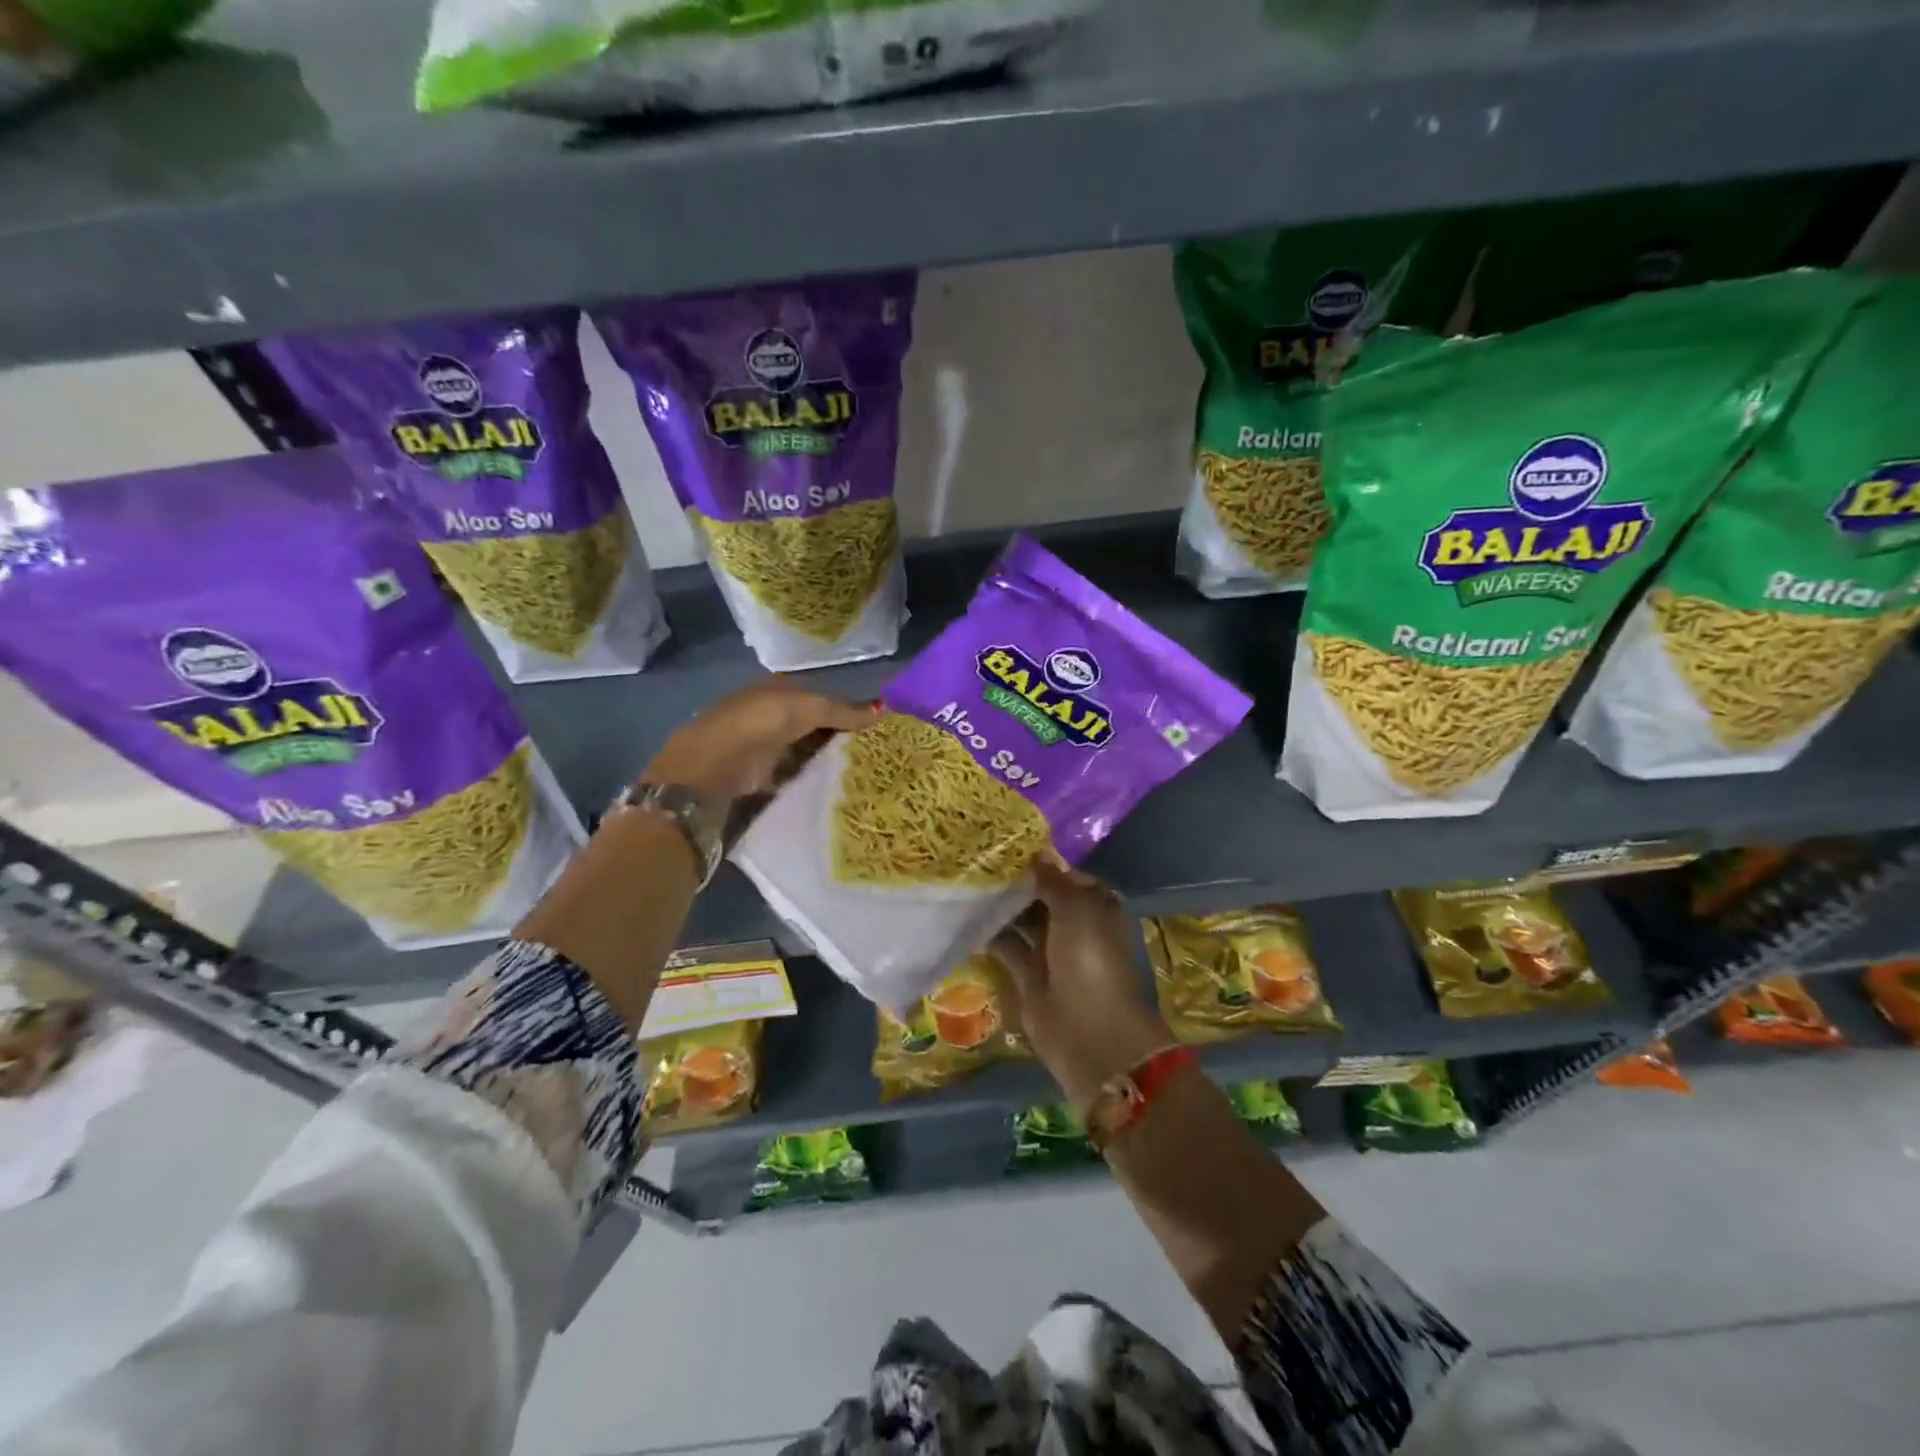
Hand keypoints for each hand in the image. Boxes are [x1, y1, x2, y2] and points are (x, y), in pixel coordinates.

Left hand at [642, 678, 876, 804]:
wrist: (714, 766)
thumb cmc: (763, 723)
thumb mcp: (810, 708)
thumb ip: (844, 710)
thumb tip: (883, 709)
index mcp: (777, 689)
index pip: (818, 697)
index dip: (844, 709)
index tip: (873, 727)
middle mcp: (767, 714)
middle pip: (810, 725)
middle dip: (836, 737)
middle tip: (873, 753)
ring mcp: (760, 746)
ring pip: (802, 751)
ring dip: (823, 761)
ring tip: (861, 773)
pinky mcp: (757, 776)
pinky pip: (792, 776)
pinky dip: (808, 781)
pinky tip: (832, 789)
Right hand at [990, 858, 1171, 1108]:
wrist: (1090, 1034)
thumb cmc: (1090, 961)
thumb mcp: (1076, 909)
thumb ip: (1053, 881)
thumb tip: (1037, 853)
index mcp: (1095, 906)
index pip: (1065, 875)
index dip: (1040, 862)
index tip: (1005, 847)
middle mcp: (1074, 926)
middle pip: (1041, 897)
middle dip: (1016, 882)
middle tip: (977, 861)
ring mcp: (1051, 952)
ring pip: (1022, 921)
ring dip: (1000, 906)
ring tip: (966, 882)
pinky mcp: (1029, 976)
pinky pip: (1007, 947)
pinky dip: (989, 935)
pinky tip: (964, 917)